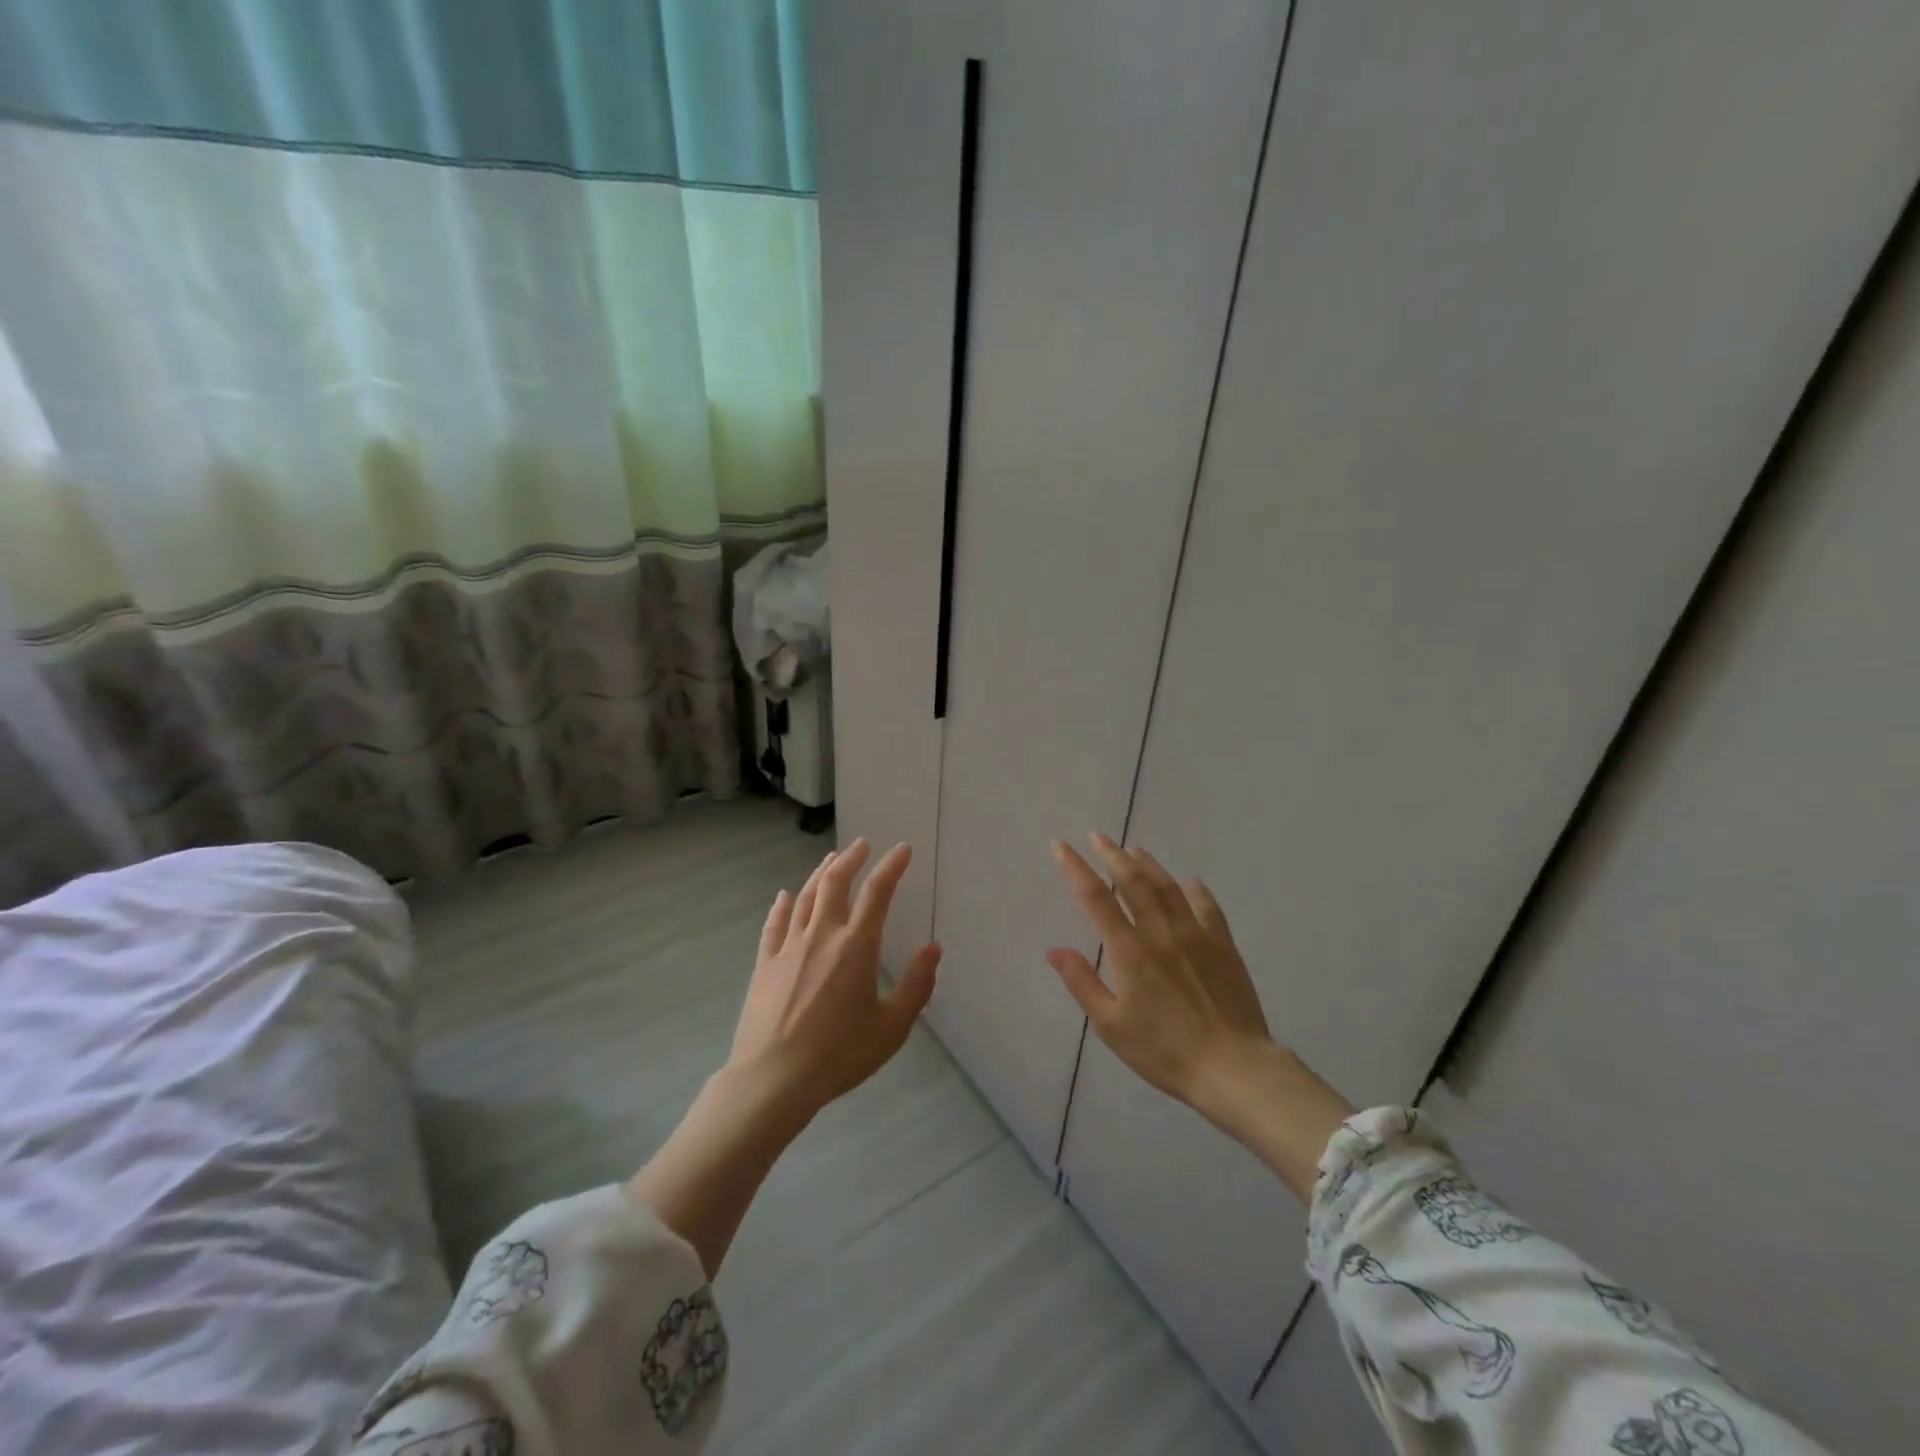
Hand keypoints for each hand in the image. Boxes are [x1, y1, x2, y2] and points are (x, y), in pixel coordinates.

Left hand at [631, 839, 938, 1276]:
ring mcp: (789, 947)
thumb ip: (916, 986)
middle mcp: (822, 935)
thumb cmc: (839, 1055)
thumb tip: (934, 949)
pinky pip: (775, 923)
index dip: (892, 866)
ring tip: (832, 860)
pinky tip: (786, 896)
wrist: (773, 1080)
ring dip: (821, 873)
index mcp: (857, 947)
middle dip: (851, 858)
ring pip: (806, 896)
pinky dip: (783, 904)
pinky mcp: (765, 963)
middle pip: (836, 882)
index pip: (878, 892)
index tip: (902, 850)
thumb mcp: (891, 1027)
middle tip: (862, 845)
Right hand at [1048, 833, 1269, 1109]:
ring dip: (1148, 865)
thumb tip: (1055, 949)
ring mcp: (1195, 935)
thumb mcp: (1111, 1026)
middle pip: (1133, 882)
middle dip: (1112, 855)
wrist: (1233, 1068)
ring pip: (1168, 888)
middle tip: (1098, 836)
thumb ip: (1082, 983)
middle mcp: (1160, 932)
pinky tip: (1189, 882)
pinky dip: (1195, 890)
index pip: (1096, 898)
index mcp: (1129, 951)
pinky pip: (1207, 907)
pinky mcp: (1223, 946)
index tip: (1061, 845)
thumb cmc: (1164, 1051)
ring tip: (1134, 850)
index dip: (1075, 868)